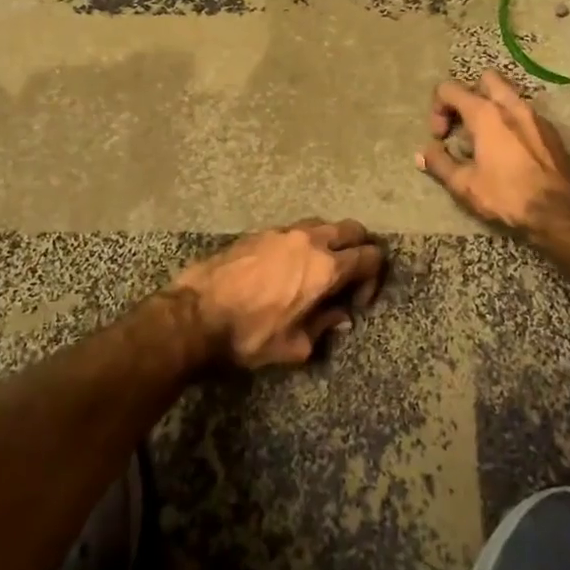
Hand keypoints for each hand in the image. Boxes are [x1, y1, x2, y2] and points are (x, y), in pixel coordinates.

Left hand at [171, 219, 385, 369]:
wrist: (196, 314)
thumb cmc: (249, 335)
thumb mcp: (294, 345)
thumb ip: (324, 326)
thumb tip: (341, 317)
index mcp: (325, 268)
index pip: (370, 257)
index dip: (373, 279)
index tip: (358, 302)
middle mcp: (310, 241)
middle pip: (353, 230)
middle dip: (360, 250)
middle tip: (351, 277)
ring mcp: (283, 232)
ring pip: (323, 225)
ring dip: (331, 243)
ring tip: (320, 270)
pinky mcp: (260, 232)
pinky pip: (295, 230)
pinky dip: (305, 243)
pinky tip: (290, 267)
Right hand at [417, 72, 569, 238]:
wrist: (561, 211)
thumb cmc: (508, 195)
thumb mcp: (465, 185)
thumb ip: (440, 164)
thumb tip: (422, 154)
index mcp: (486, 113)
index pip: (450, 89)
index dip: (437, 109)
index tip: (441, 137)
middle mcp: (511, 105)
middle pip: (484, 79)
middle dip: (468, 96)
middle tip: (463, 124)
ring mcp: (535, 115)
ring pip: (508, 94)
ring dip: (491, 107)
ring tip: (484, 139)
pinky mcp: (551, 130)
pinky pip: (524, 112)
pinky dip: (510, 121)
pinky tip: (508, 150)